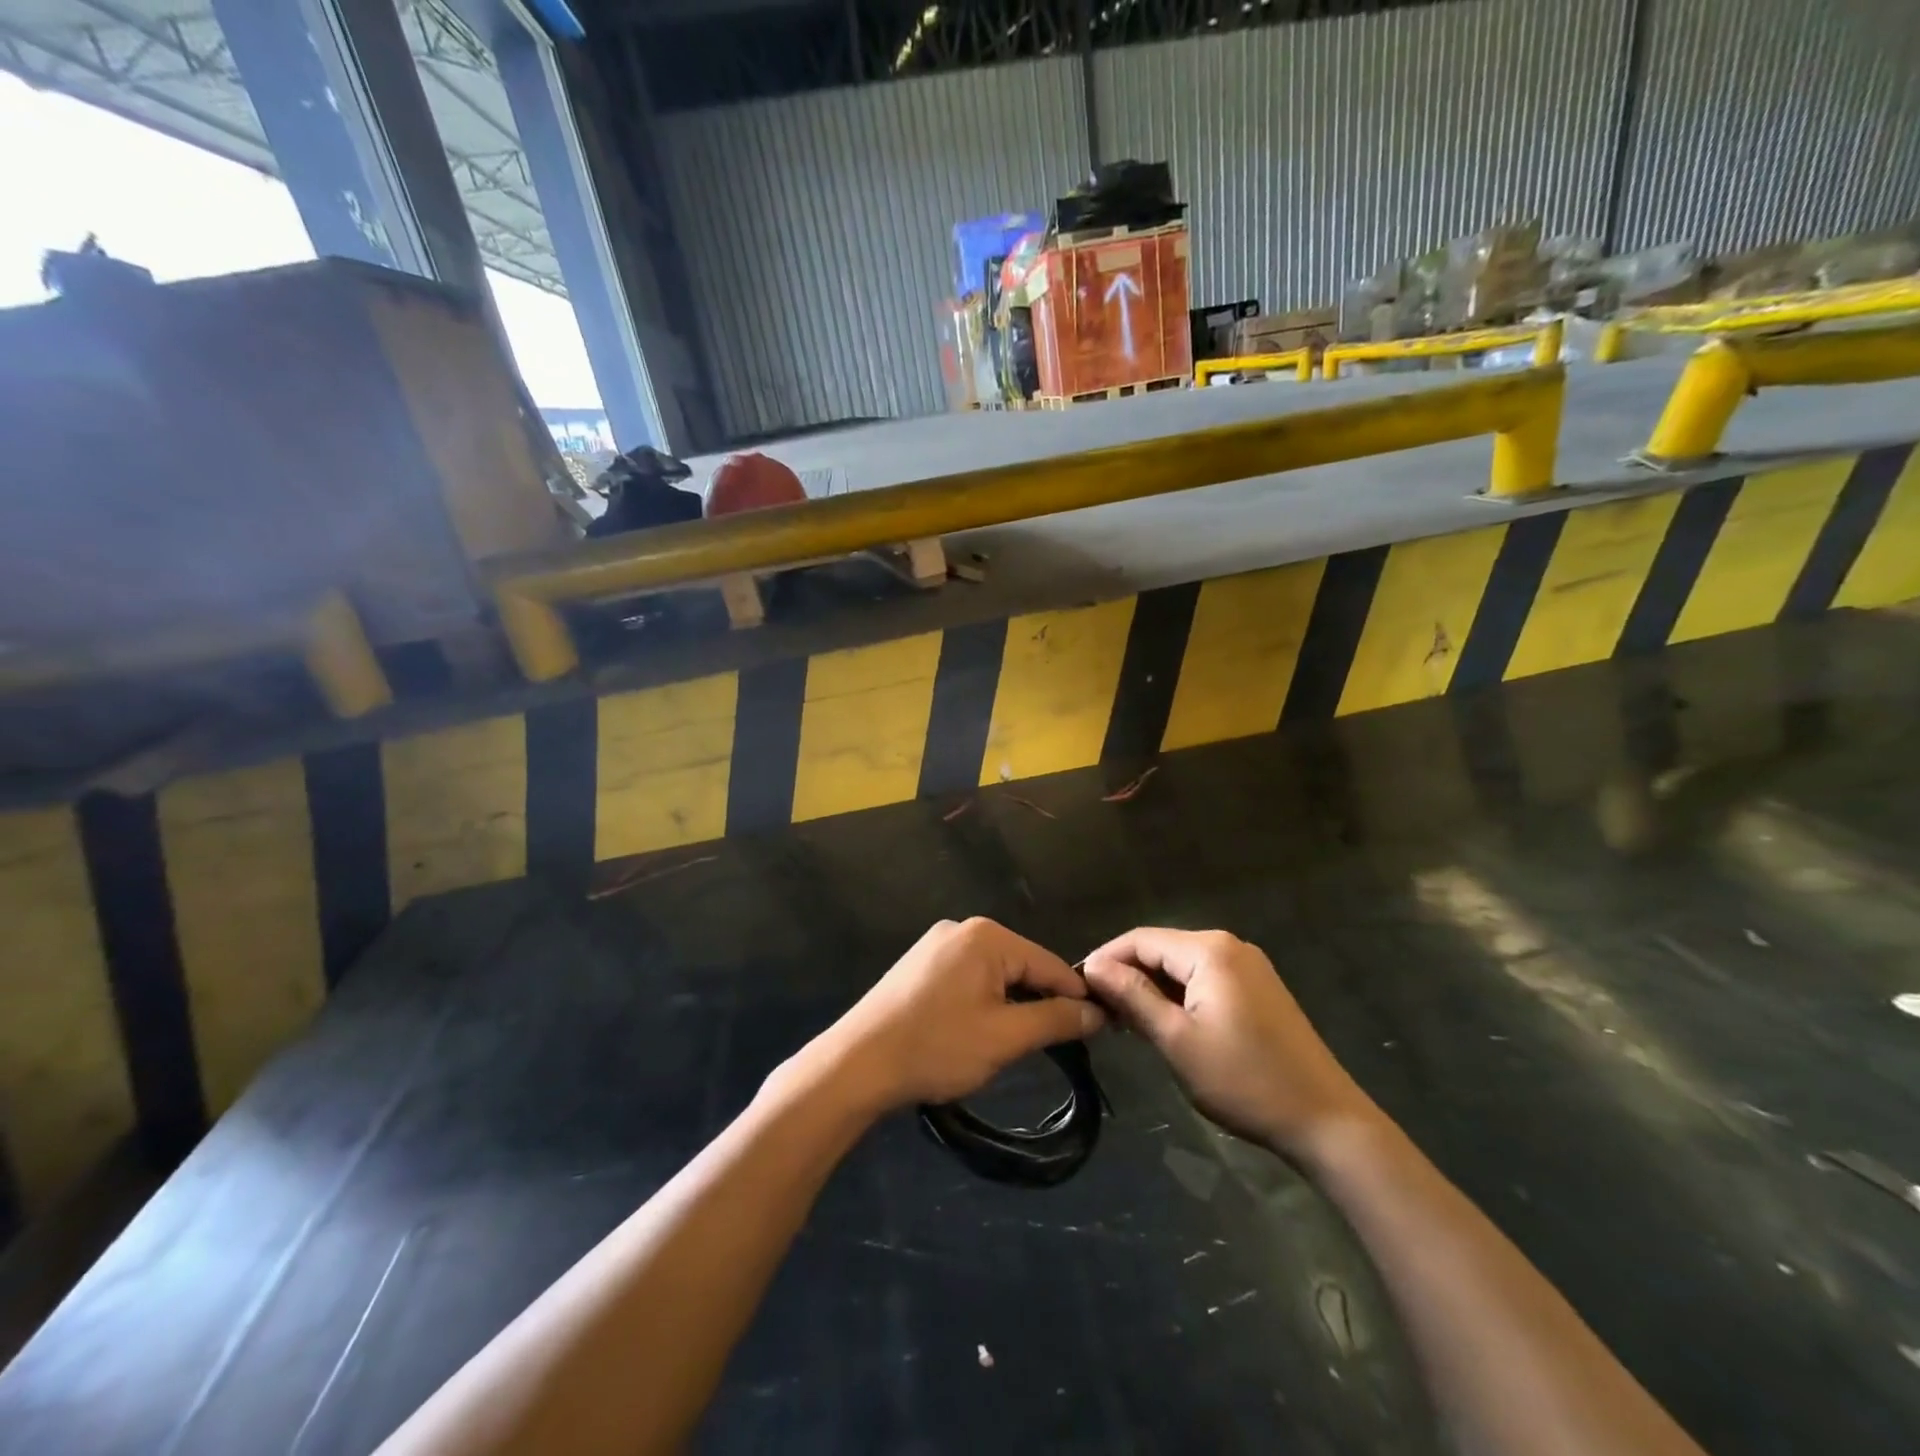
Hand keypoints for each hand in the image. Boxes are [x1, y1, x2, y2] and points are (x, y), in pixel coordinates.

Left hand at [802, 918, 1105, 1112]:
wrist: (858, 1063)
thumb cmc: (937, 1047)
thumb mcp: (1005, 1037)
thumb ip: (1056, 1020)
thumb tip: (1098, 1013)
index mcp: (987, 936)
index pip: (1050, 963)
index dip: (1076, 998)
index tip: (1099, 1030)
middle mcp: (962, 928)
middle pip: (1022, 964)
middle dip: (1040, 1001)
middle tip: (1057, 1045)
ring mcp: (937, 943)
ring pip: (995, 973)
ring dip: (1012, 1003)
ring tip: (1019, 1042)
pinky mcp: (921, 964)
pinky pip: (969, 976)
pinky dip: (984, 1000)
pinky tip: (980, 1029)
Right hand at [1083, 927, 1378, 1159]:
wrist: (1326, 1122)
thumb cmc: (1245, 1080)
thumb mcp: (1177, 1040)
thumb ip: (1133, 996)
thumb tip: (1094, 966)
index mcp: (1210, 950)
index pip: (1140, 939)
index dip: (1106, 959)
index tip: (1079, 989)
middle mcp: (1230, 946)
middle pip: (1161, 949)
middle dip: (1128, 974)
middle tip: (1100, 1011)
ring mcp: (1248, 967)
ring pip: (1182, 965)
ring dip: (1152, 987)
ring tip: (1125, 1021)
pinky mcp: (1258, 988)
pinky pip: (1204, 979)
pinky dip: (1178, 995)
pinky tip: (1164, 1022)